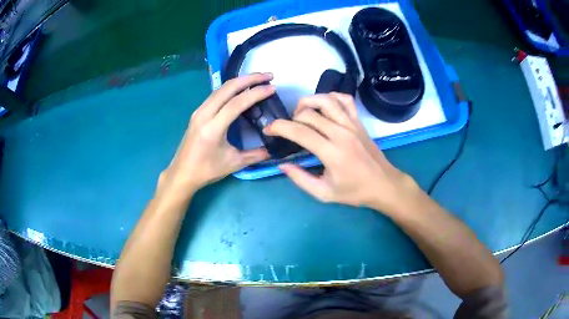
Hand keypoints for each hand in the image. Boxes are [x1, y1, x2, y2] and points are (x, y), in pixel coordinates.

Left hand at [158, 73, 272, 197]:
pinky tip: (240, 88)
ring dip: (240, 81)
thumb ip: (256, 155)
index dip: (256, 93)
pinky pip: (215, 94)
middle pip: (227, 88)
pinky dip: (230, 88)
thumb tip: (274, 149)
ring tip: (257, 79)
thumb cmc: (206, 170)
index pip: (236, 103)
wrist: (182, 173)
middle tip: (268, 75)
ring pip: (220, 88)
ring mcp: (199, 111)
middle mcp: (204, 114)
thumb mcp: (234, 163)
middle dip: (249, 78)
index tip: (272, 87)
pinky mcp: (197, 112)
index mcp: (213, 128)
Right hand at [264, 93, 419, 214]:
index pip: (300, 132)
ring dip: (309, 102)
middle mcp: (341, 133)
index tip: (269, 129)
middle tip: (287, 129)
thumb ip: (301, 179)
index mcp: (332, 153)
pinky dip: (332, 97)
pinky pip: (345, 100)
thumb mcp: (324, 193)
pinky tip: (324, 106)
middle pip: (309, 113)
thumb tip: (282, 165)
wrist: (384, 185)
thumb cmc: (355, 192)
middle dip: (291, 118)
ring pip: (327, 100)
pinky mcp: (359, 122)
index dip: (279, 127)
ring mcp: (352, 125)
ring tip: (301, 112)